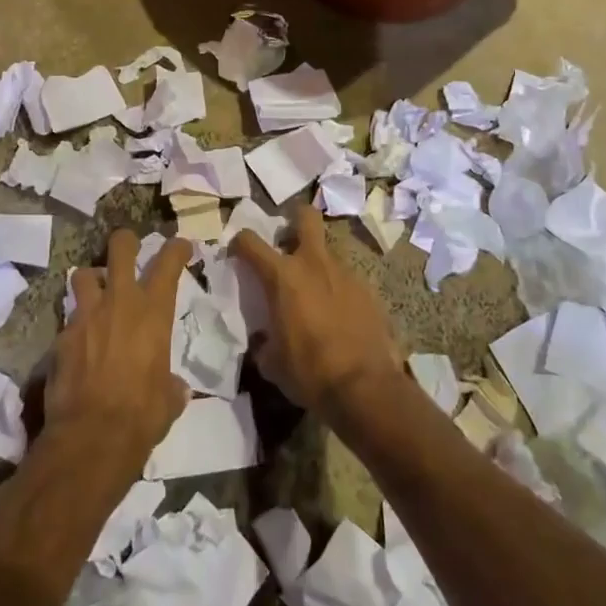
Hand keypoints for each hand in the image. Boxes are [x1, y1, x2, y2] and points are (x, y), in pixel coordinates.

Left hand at [47, 230, 190, 471]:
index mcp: (153, 312)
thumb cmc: (142, 415)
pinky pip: (69, 320)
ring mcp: (85, 317)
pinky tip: (80, 346)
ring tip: (96, 294)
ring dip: (91, 280)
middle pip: (120, 248)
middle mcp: (119, 303)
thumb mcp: (169, 400)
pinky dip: (76, 328)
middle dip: (125, 241)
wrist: (91, 438)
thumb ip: (171, 385)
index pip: (168, 262)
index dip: (176, 248)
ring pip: (82, 275)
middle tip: (129, 246)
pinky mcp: (60, 338)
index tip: (181, 246)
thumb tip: (175, 388)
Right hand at [230, 204, 402, 418]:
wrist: (365, 387)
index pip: (251, 242)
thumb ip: (264, 343)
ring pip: (327, 251)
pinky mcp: (368, 289)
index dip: (240, 243)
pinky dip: (337, 289)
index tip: (237, 252)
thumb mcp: (272, 363)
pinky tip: (338, 314)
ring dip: (317, 263)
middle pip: (305, 217)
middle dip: (295, 218)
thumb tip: (265, 341)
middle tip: (288, 239)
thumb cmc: (309, 372)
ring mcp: (345, 273)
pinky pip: (346, 279)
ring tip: (314, 292)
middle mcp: (313, 263)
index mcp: (282, 277)